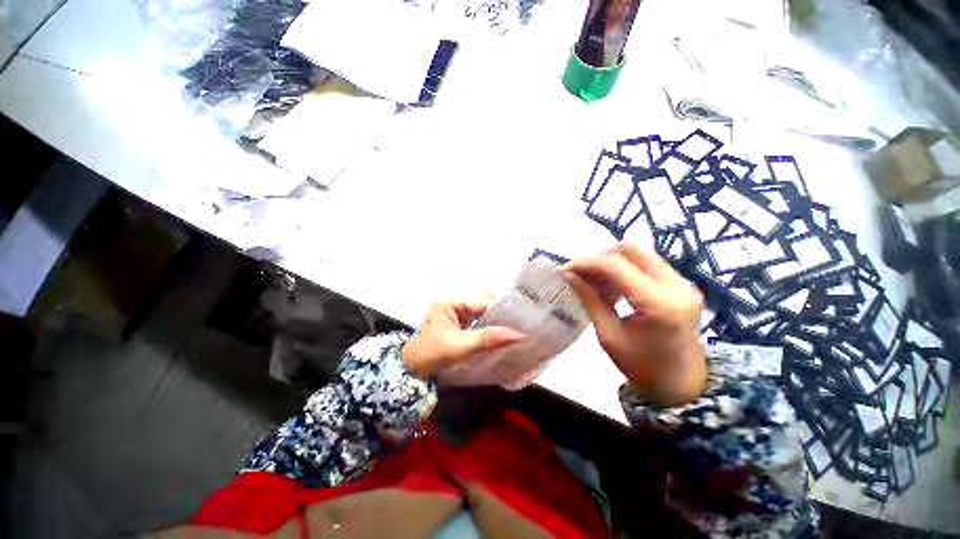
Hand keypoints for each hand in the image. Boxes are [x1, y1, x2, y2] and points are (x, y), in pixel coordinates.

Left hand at [402, 296, 525, 378]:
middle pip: (483, 301)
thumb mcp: (461, 346)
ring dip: (497, 316)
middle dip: (501, 310)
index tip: (521, 318)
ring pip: (483, 308)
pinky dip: (491, 322)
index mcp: (450, 301)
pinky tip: (503, 329)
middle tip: (521, 320)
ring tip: (516, 324)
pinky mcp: (460, 319)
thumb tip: (518, 334)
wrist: (414, 368)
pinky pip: (479, 317)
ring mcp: (457, 309)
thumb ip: (488, 338)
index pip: (481, 302)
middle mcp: (454, 300)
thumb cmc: (433, 355)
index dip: (501, 309)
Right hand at [563, 244, 705, 405]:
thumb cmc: (642, 367)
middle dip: (600, 257)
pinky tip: (611, 286)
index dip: (587, 263)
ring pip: (640, 254)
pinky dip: (624, 269)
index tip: (566, 268)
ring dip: (612, 262)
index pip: (616, 266)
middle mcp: (676, 286)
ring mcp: (682, 283)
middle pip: (632, 249)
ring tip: (594, 281)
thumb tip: (568, 275)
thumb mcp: (609, 335)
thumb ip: (589, 299)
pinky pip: (647, 264)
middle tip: (582, 274)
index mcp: (659, 304)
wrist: (681, 385)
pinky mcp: (680, 285)